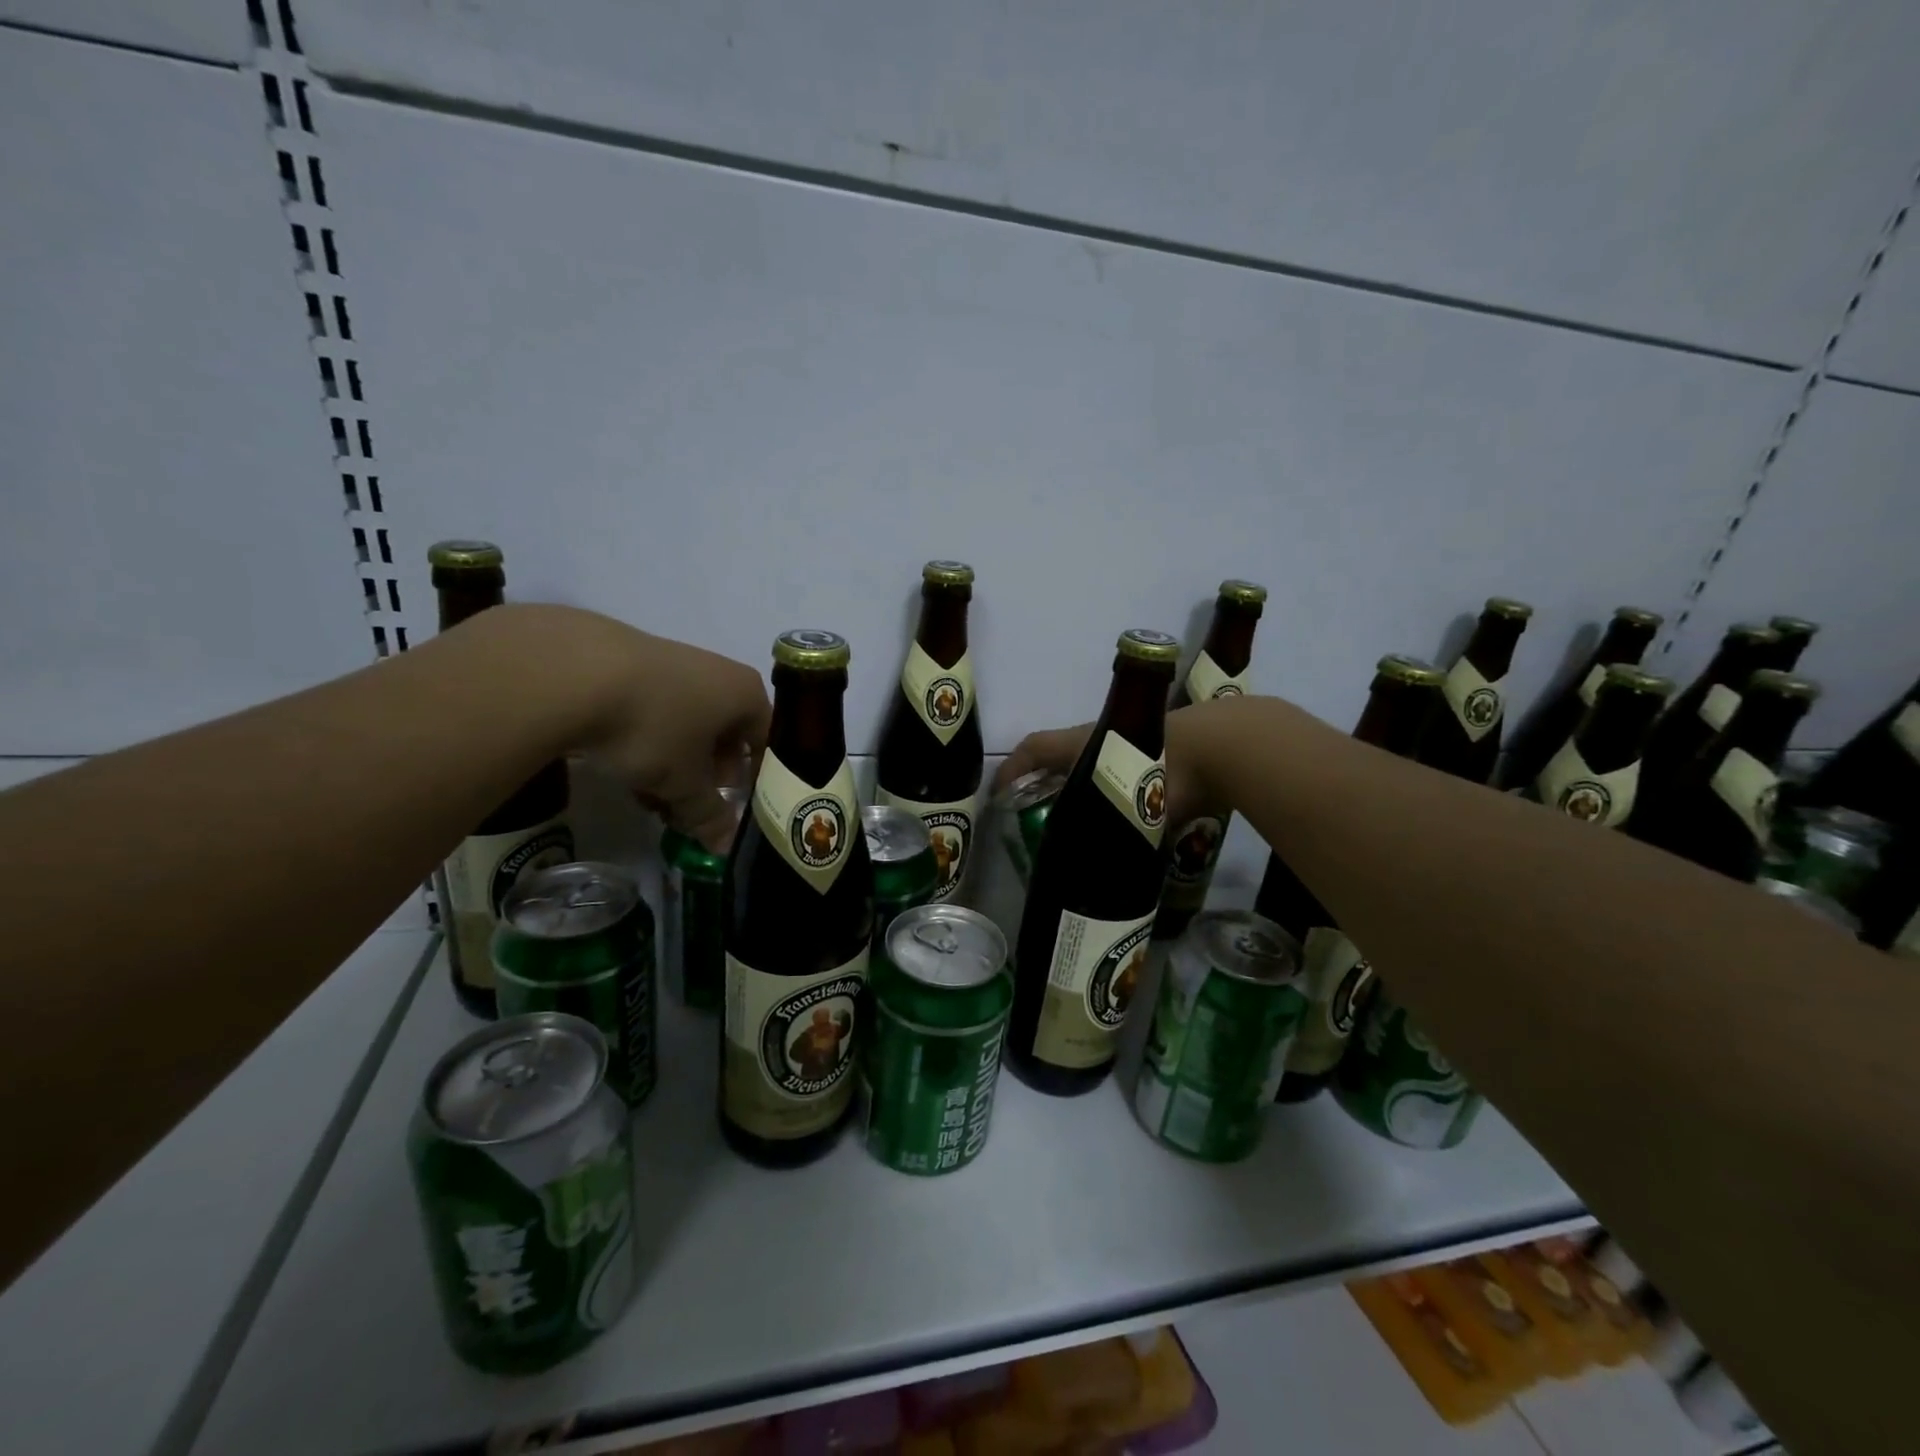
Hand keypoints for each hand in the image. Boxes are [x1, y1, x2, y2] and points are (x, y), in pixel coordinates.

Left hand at [508, 606, 769, 850]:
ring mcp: (675, 664)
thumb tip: (724, 847)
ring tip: (650, 797)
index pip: (765, 742)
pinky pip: (655, 712)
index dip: (754, 781)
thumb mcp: (684, 783)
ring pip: (687, 726)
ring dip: (676, 765)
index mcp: (746, 694)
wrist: (573, 672)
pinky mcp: (633, 664)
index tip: (733, 810)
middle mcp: (719, 673)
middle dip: (708, 777)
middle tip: (689, 808)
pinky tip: (623, 768)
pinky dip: (648, 742)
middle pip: (725, 735)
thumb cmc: (653, 727)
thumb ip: (708, 815)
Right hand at [994, 706, 1225, 828]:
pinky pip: (1122, 773)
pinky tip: (1122, 819)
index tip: (998, 794)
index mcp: (1080, 742)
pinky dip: (1112, 792)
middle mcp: (1099, 738)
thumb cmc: (1156, 771)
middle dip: (1044, 780)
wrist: (1218, 748)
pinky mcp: (1158, 754)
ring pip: (1092, 763)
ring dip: (1079, 786)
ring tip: (1076, 821)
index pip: (1032, 749)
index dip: (1011, 768)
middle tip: (1036, 814)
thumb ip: (1097, 835)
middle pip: (1060, 755)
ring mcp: (1130, 743)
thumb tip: (1086, 873)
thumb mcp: (1116, 804)